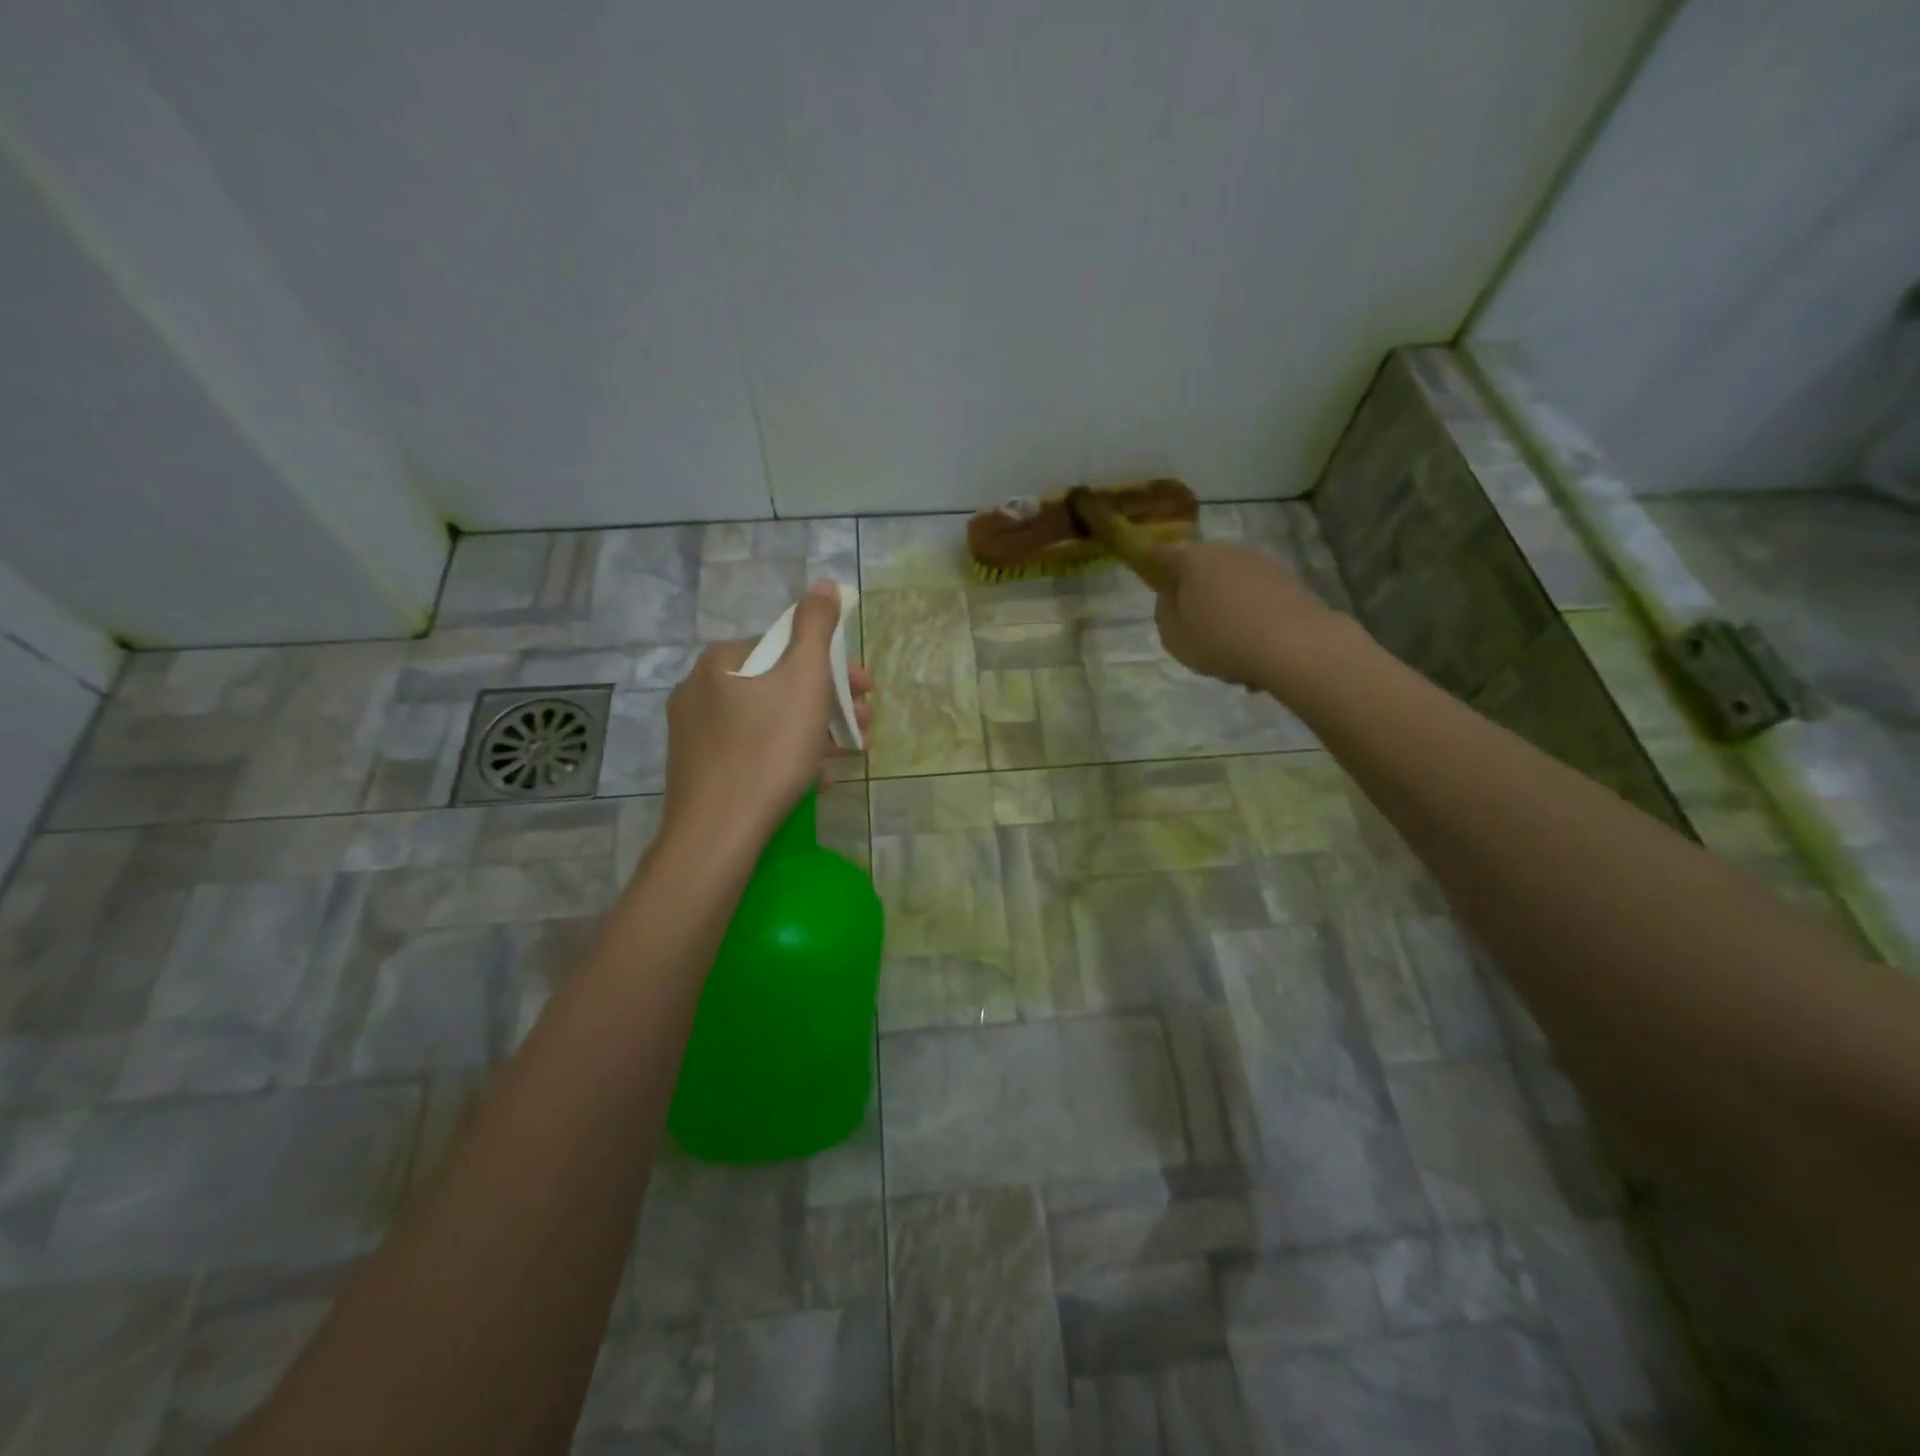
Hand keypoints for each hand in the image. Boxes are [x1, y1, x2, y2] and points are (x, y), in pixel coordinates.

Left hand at [658, 581, 873, 853]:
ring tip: (851, 754)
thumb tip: (823, 585)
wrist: (718, 834)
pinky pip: (754, 751)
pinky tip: (816, 779)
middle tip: (866, 725)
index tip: (868, 690)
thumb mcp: (804, 680)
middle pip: (781, 685)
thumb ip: (816, 628)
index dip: (836, 666)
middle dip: (831, 702)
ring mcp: (695, 734)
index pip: (788, 646)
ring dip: (817, 730)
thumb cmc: (769, 750)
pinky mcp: (700, 771)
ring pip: (770, 720)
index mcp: (722, 661)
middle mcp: (700, 690)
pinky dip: (789, 756)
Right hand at [1145, 541, 1344, 690]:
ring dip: (1224, 605)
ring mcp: (1261, 563)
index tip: (1145, 568)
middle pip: (1200, 566)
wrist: (1295, 646)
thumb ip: (1165, 612)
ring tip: (1227, 644)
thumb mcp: (1174, 636)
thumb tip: (1171, 596)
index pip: (1162, 553)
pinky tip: (1253, 647)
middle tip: (1190, 620)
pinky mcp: (1288, 580)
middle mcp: (1226, 552)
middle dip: (1193, 588)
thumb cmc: (1222, 641)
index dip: (1150, 561)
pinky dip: (1249, 615)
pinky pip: (1255, 597)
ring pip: (1230, 583)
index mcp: (1193, 561)